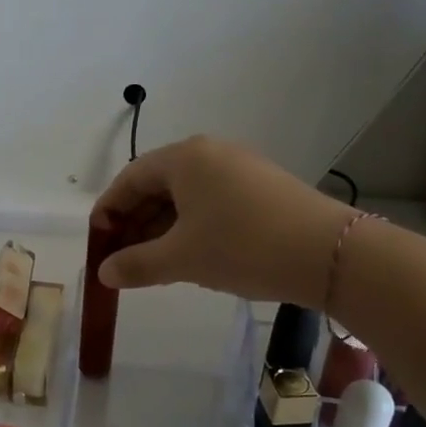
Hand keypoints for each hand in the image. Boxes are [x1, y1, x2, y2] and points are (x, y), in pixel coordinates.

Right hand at [92, 135, 352, 307]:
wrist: (329, 254)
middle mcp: (210, 153)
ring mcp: (239, 169)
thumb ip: (136, 264)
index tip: (97, 242)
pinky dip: (191, 227)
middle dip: (134, 223)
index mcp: (184, 158)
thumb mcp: (181, 259)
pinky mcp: (262, 188)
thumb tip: (103, 273)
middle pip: (157, 185)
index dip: (108, 211)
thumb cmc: (242, 247)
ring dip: (162, 228)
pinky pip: (211, 203)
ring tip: (151, 264)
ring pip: (185, 197)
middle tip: (121, 259)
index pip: (130, 178)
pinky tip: (189, 256)